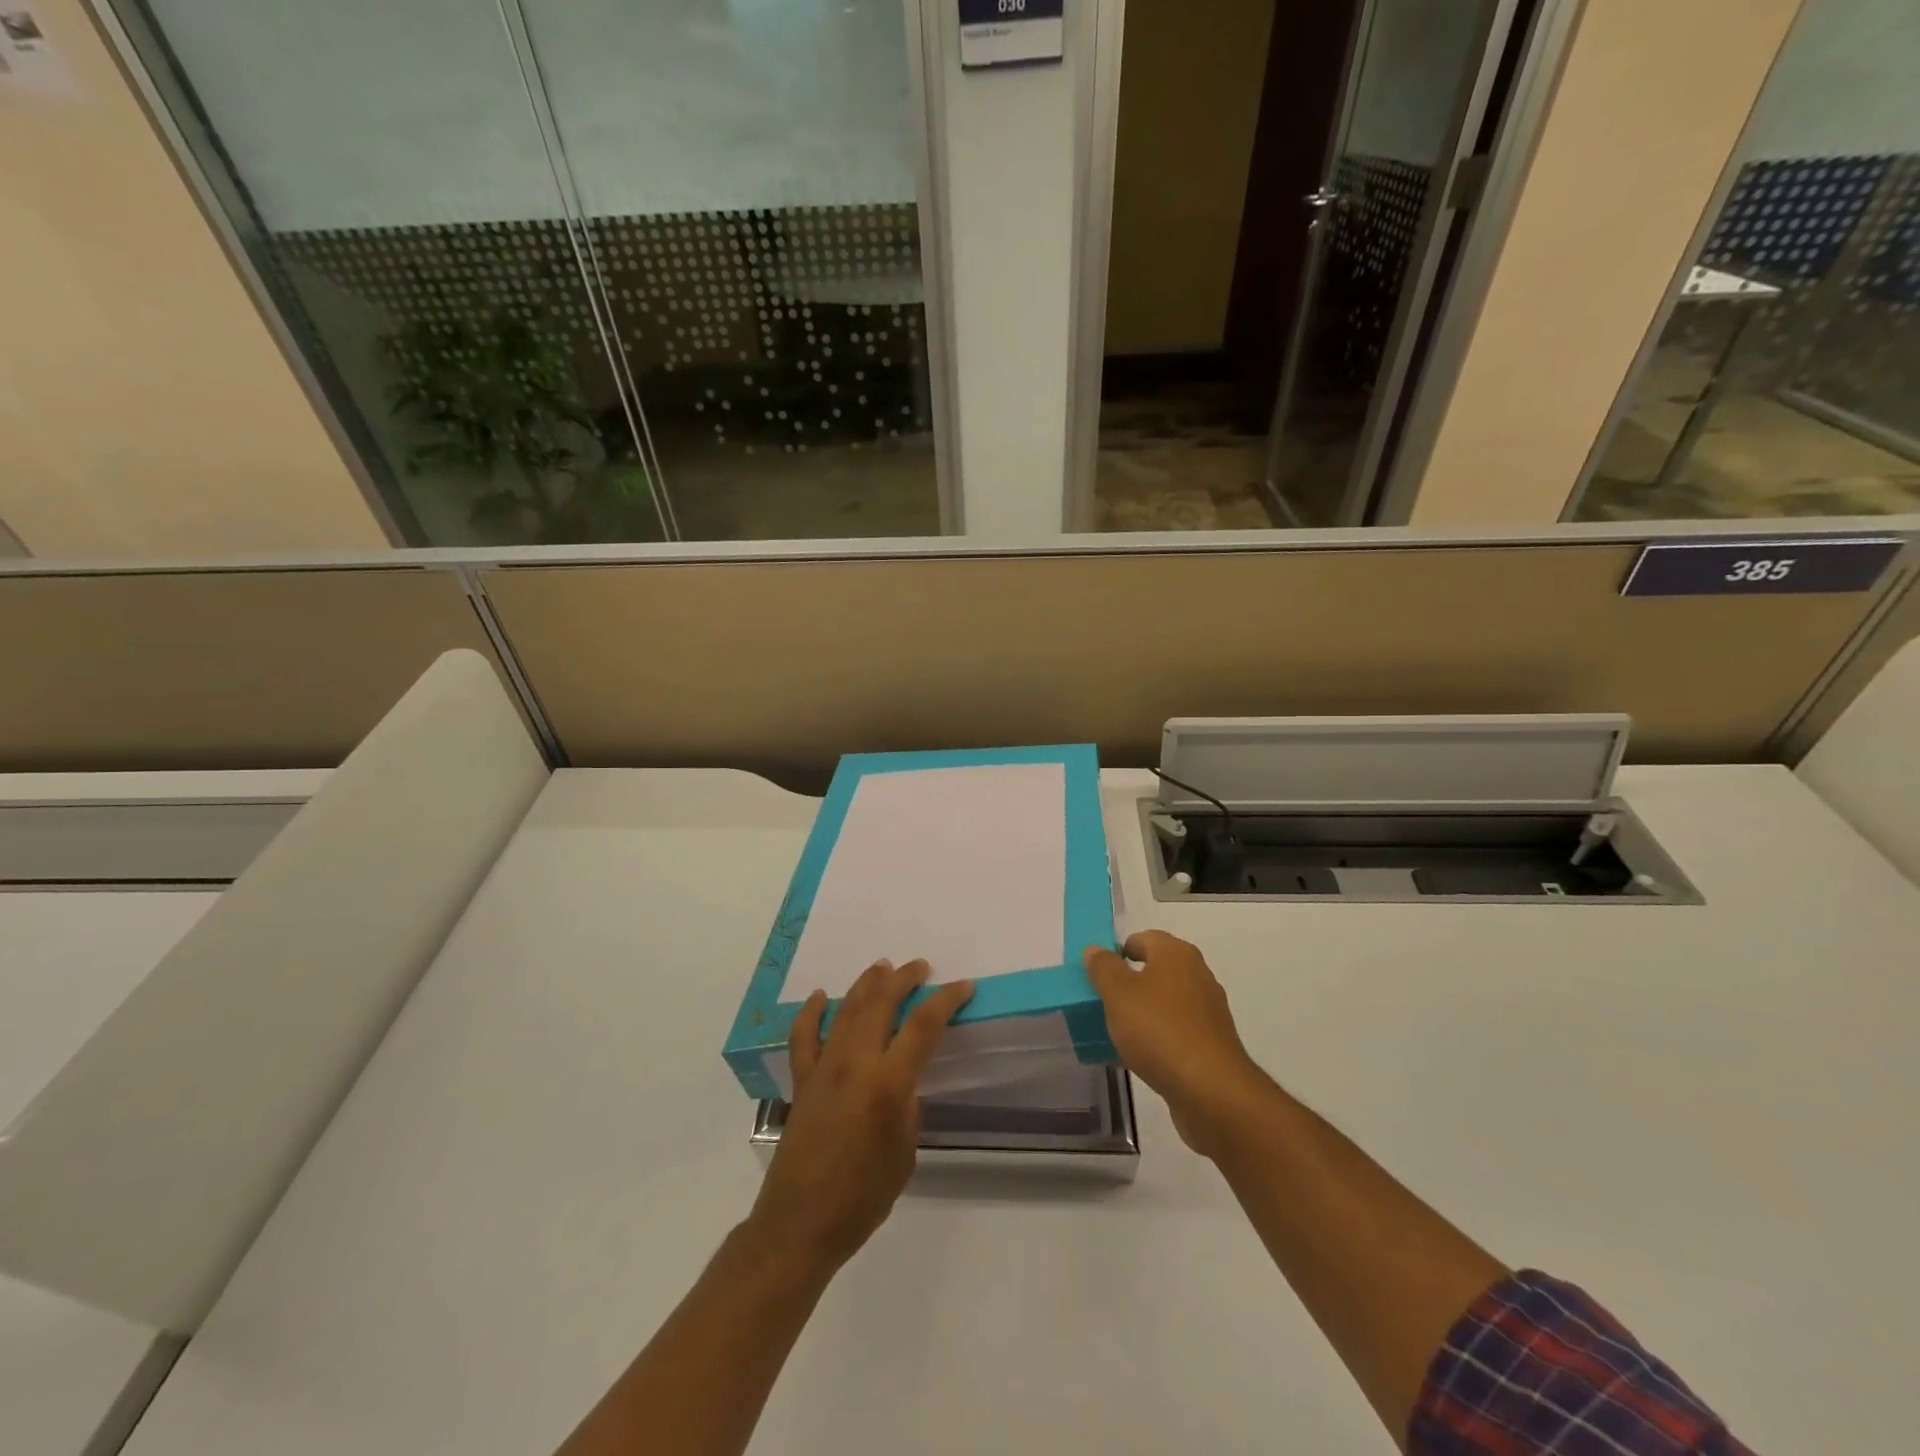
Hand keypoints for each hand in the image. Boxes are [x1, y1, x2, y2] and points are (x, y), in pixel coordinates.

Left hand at [748, 959, 973, 1274]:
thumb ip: (907, 1107)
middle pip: (881, 1003)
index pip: (923, 1026)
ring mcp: (823, 1068)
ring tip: (882, 968)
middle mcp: (854, 1064)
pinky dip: (811, 1013)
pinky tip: (820, 997)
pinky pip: (803, 1037)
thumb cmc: (862, 1197)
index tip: (963, 986)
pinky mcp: (801, 1081)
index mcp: (888, 1083)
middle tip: (920, 967)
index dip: (946, 1000)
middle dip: (903, 979)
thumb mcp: (904, 1154)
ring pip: (846, 1010)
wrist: (800, 1225)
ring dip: (866, 984)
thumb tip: (903, 1081)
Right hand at [1083, 930, 1269, 1157]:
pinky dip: (1155, 1038)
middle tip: (1101, 1002)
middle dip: (1127, 985)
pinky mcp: (1210, 1044)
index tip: (1096, 974)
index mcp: (1176, 954)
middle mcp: (1197, 975)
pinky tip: (1135, 1057)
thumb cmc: (1159, 1029)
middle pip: (1155, 971)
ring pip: (1163, 1003)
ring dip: (1140, 1014)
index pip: (1143, 939)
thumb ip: (1103, 967)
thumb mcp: (1118, 993)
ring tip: (1113, 1033)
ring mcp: (1207, 1011)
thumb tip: (1096, 949)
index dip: (1118, 952)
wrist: (1210, 1090)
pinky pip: (1174, 1032)